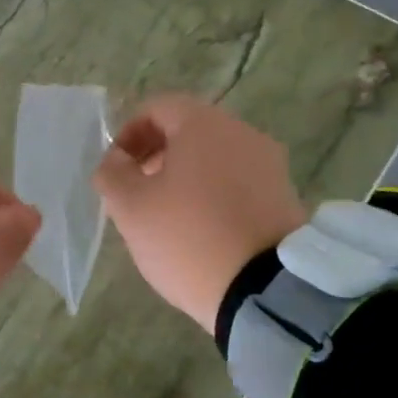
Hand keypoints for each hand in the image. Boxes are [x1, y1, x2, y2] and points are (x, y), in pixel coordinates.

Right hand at [93, 95, 307, 333]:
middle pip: (189, 131)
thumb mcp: (130, 208)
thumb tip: (116, 161)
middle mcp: (242, 132)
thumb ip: (112, 174)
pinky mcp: (285, 196)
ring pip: (216, 158)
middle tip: (137, 193)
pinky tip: (203, 231)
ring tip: (169, 217)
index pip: (157, 108)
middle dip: (157, 155)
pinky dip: (215, 195)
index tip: (116, 170)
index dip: (129, 134)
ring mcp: (269, 164)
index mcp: (203, 124)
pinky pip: (239, 183)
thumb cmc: (187, 237)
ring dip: (186, 177)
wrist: (265, 289)